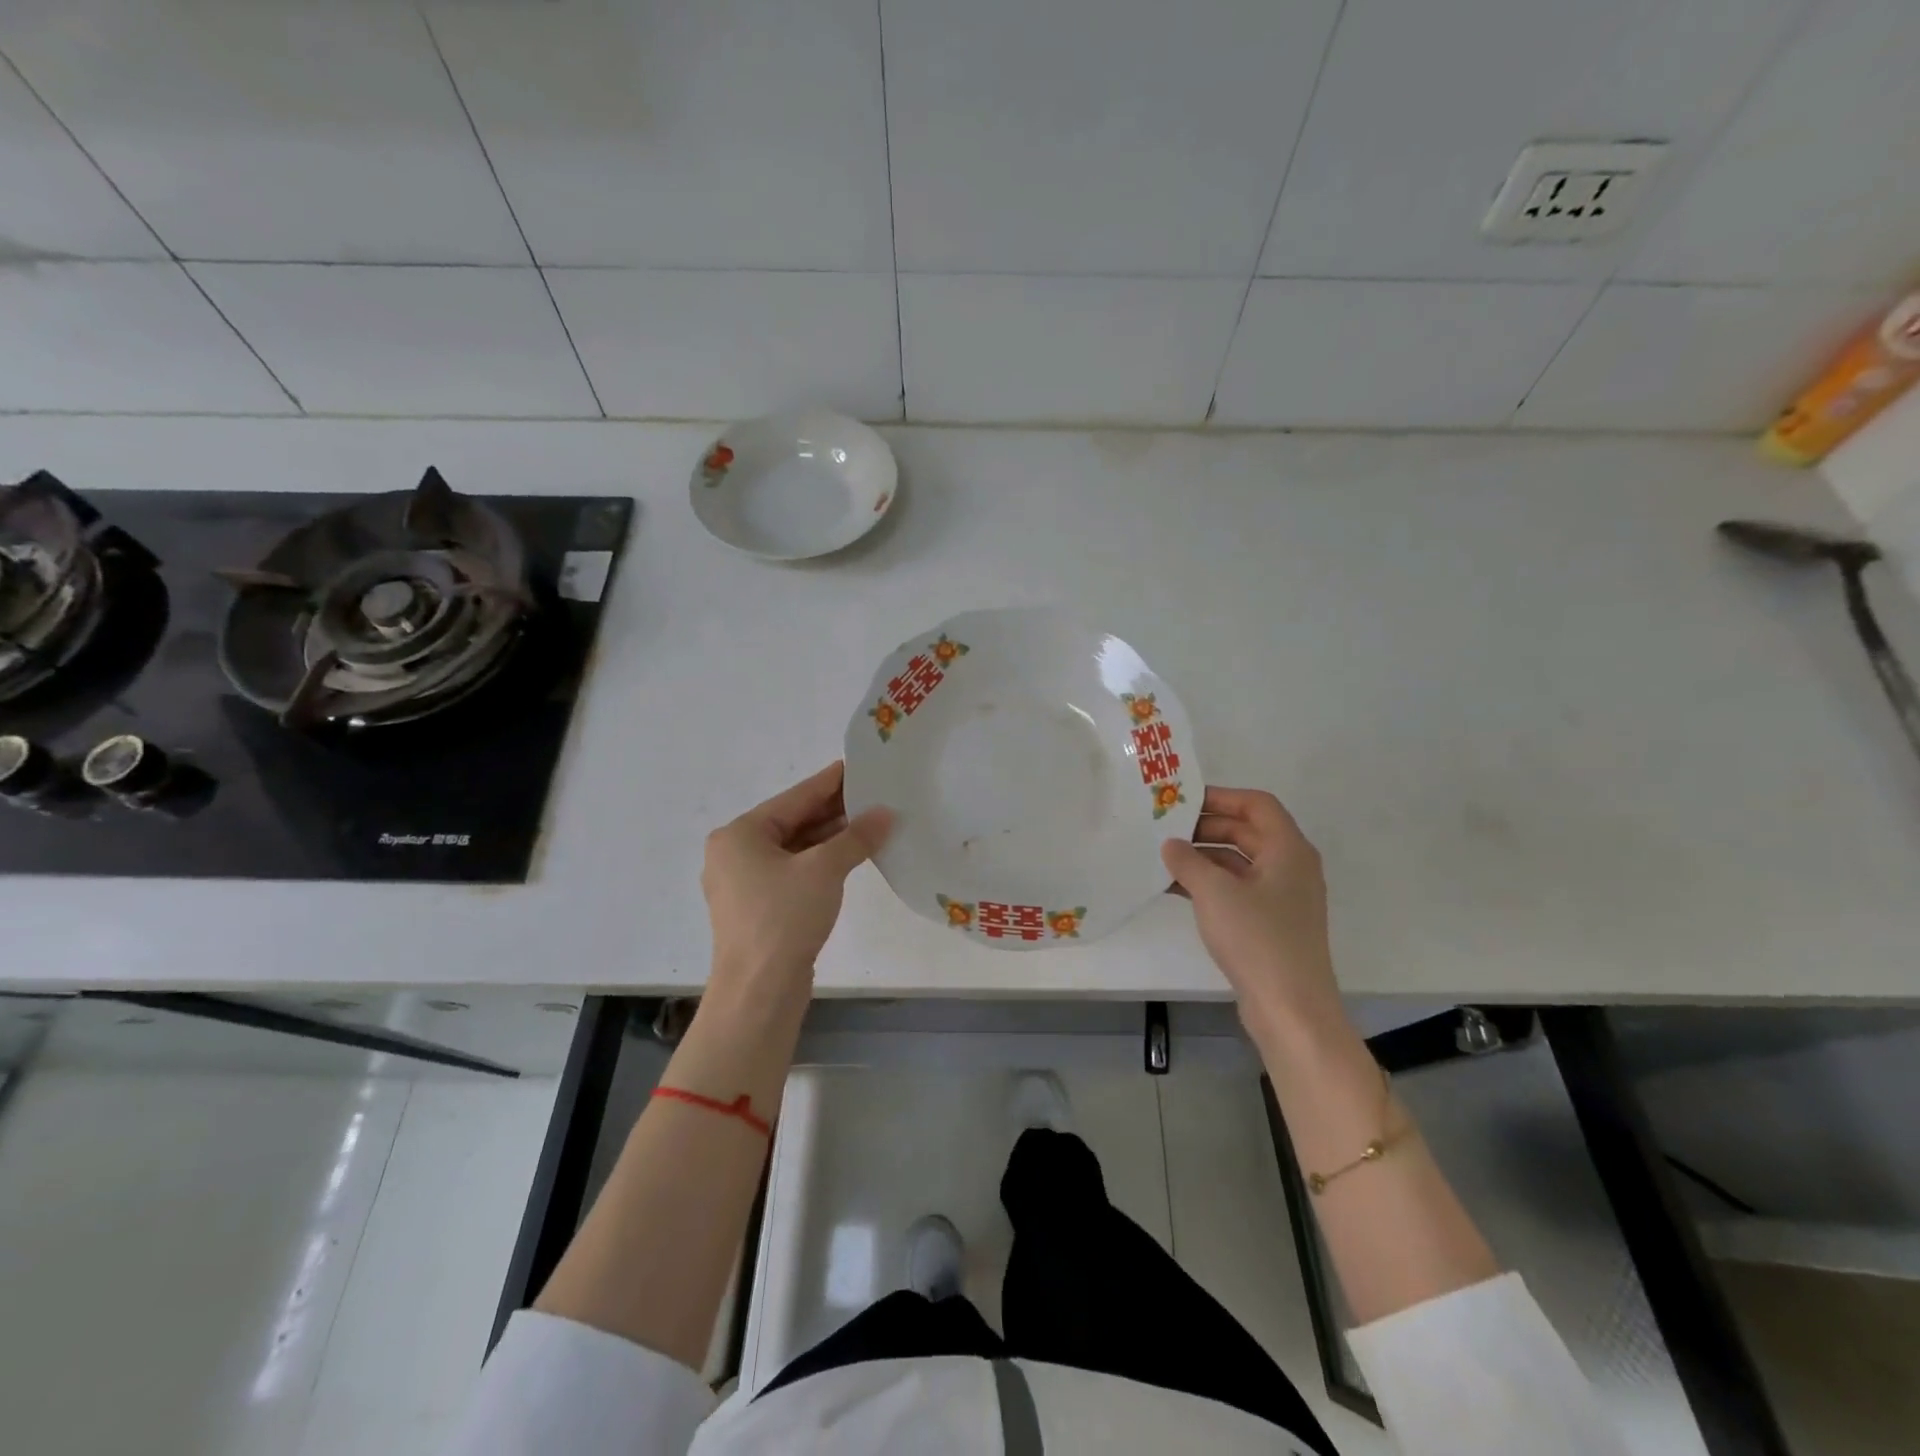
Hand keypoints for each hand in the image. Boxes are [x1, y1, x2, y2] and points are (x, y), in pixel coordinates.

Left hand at [702, 762, 891, 1009]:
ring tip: (870, 822)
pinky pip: (793, 872)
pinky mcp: (758, 909)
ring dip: (830, 838)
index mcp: (739, 835)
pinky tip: (850, 857)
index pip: (794, 798)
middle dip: (833, 811)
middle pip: (792, 822)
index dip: (829, 782)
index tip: (857, 765)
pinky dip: (820, 863)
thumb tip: (886, 814)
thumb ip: (856, 837)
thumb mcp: (824, 869)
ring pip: (794, 849)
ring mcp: (744, 884)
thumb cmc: (783, 919)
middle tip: (872, 794)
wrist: (758, 992)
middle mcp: (735, 853)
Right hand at [1162, 787, 1342, 1045]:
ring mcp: (1282, 898)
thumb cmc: (1257, 938)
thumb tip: (1171, 844)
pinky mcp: (1270, 924)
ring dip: (1203, 858)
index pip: (1257, 805)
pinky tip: (1175, 889)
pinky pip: (1237, 890)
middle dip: (1206, 828)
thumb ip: (1187, 861)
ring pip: (1239, 862)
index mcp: (1288, 850)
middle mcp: (1290, 867)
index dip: (1221, 797)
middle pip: (1246, 832)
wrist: (1290, 1009)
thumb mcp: (1214, 892)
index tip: (1183, 800)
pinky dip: (1209, 885)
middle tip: (1166, 829)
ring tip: (1163, 858)